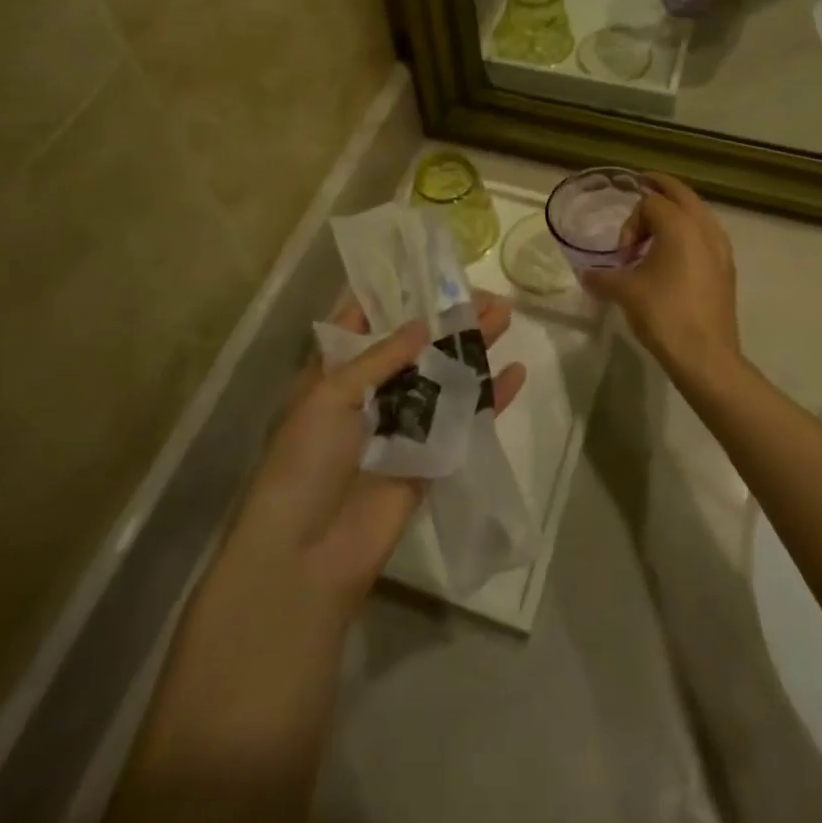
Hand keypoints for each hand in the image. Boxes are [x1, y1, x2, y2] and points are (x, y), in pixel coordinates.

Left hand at [225, 293, 524, 619]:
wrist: (306, 556)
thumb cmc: (305, 462)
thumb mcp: (330, 396)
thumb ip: (380, 357)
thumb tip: (422, 324)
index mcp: (334, 373)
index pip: (364, 321)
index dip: (395, 294)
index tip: (428, 267)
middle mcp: (370, 392)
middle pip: (416, 345)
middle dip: (448, 317)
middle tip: (485, 293)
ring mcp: (403, 425)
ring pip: (445, 375)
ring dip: (474, 347)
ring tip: (506, 316)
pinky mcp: (430, 457)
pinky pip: (463, 419)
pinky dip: (490, 398)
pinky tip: (516, 374)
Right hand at [581, 175, 741, 385]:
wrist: (706, 357)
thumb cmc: (664, 315)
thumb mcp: (625, 293)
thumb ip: (603, 276)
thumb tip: (587, 274)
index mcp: (680, 225)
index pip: (650, 202)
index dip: (630, 223)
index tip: (623, 255)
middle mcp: (705, 227)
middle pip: (681, 193)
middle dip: (659, 190)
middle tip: (641, 187)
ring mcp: (721, 247)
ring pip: (698, 212)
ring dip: (677, 211)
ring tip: (657, 229)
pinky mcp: (727, 268)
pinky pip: (707, 234)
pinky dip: (691, 231)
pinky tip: (677, 255)